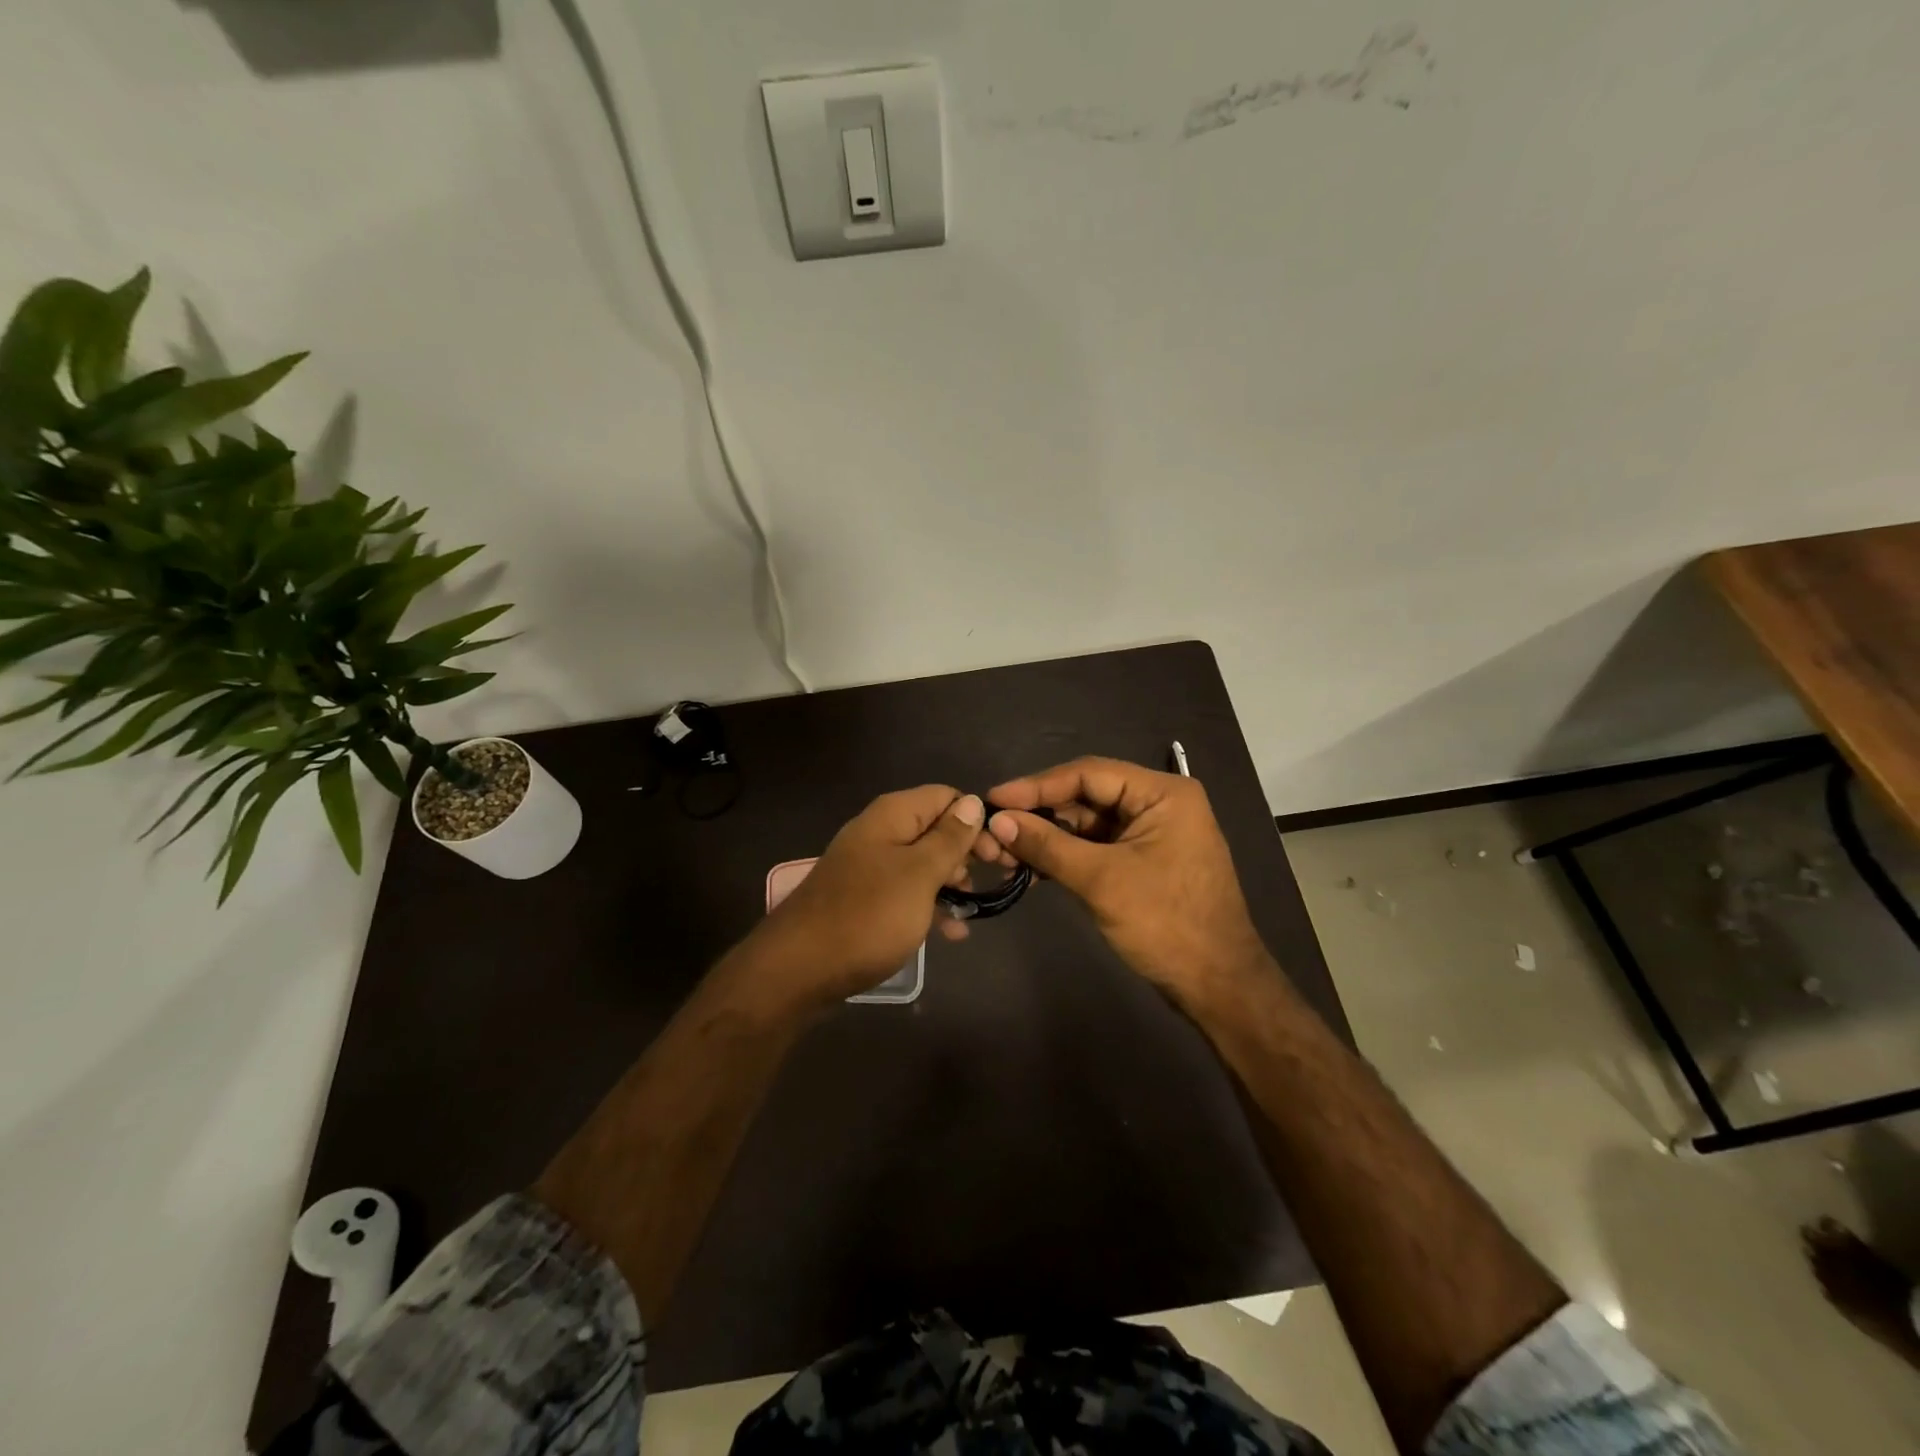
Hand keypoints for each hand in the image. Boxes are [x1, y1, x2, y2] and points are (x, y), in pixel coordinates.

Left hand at [755, 785, 989, 1003]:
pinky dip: (928, 906)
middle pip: (934, 829)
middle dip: (966, 853)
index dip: (975, 820)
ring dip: (950, 883)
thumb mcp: (919, 875)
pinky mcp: (864, 899)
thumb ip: (949, 838)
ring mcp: (869, 867)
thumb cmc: (868, 916)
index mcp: (892, 816)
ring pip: (922, 864)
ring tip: (970, 911)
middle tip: (991, 882)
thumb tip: (974, 802)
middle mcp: (880, 833)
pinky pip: (905, 893)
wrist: (799, 969)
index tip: (998, 855)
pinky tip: (950, 933)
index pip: (946, 797)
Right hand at [985, 757, 1270, 1005]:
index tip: (993, 799)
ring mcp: (1151, 834)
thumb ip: (1048, 845)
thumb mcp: (1102, 880)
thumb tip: (997, 821)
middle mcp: (1158, 804)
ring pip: (1086, 824)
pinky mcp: (1143, 862)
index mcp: (1162, 794)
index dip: (1036, 785)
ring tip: (1005, 856)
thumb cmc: (1166, 924)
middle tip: (994, 831)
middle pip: (1086, 796)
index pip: (1088, 773)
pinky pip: (1096, 848)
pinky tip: (1032, 872)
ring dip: (1048, 839)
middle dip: (1039, 815)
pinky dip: (1065, 858)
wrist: (1218, 986)